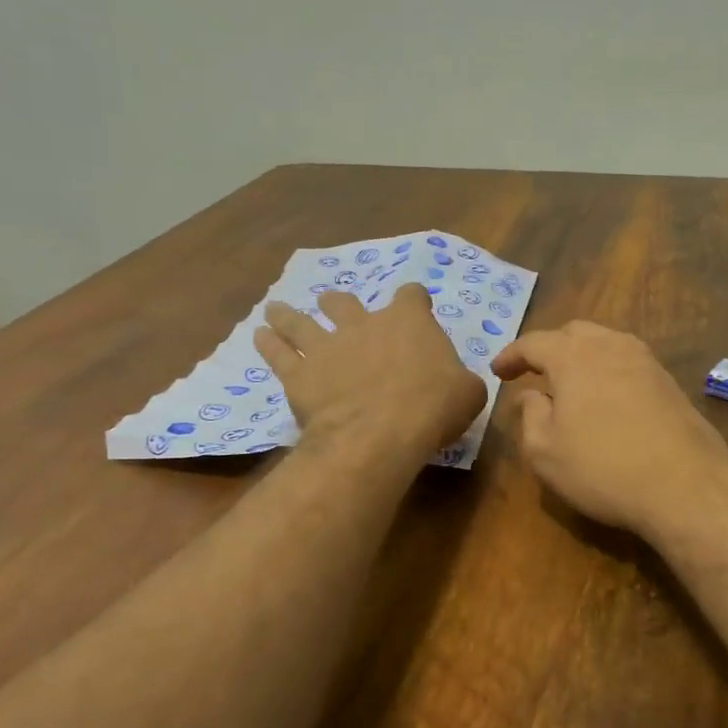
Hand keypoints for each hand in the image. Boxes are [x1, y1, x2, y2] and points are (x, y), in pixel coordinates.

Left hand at [255, 285, 485, 461]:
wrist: (382, 432)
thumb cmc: (434, 407)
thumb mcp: (469, 393)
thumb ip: (462, 380)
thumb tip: (461, 383)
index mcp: (409, 322)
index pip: (412, 295)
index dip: (415, 300)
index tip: (416, 306)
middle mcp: (364, 324)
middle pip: (345, 302)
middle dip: (340, 304)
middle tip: (335, 307)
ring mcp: (327, 346)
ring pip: (300, 321)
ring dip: (288, 315)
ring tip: (276, 310)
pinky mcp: (300, 374)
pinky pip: (277, 352)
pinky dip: (268, 343)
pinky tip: (259, 336)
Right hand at [491, 322, 727, 541]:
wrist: (686, 485)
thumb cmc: (603, 468)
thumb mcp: (545, 452)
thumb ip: (530, 416)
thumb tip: (531, 395)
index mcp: (573, 356)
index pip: (534, 343)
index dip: (511, 356)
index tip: (498, 372)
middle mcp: (611, 346)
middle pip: (573, 333)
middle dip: (550, 349)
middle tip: (535, 374)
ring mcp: (646, 361)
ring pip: (605, 343)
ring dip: (582, 357)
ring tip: (570, 385)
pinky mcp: (669, 381)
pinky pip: (628, 362)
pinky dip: (608, 371)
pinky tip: (606, 399)